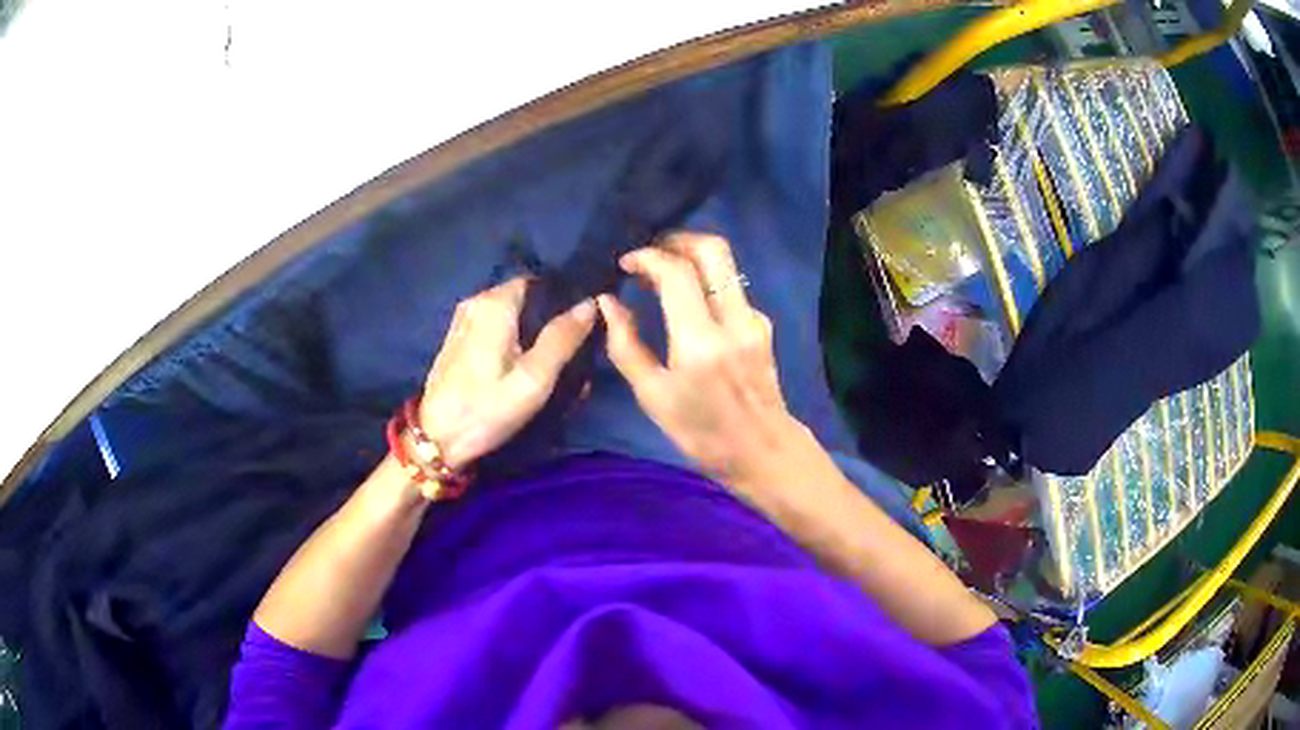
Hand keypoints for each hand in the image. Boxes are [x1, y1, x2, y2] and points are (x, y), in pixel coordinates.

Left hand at [419, 276, 596, 468]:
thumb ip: (562, 338)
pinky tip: (526, 365)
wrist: (438, 438)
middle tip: (575, 349)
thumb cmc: (487, 408)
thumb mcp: (534, 379)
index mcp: (494, 302)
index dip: (565, 297)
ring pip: (512, 313)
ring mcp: (464, 319)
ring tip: (555, 361)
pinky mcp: (459, 339)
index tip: (586, 322)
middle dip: (551, 318)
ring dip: (534, 332)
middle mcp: (477, 301)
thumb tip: (590, 303)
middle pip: (526, 297)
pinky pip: (497, 327)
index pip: (541, 281)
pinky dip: (515, 339)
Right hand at [597, 233, 827, 497]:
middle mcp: (733, 320)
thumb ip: (626, 344)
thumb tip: (608, 302)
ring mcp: (754, 318)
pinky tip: (687, 301)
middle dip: (677, 239)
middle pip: (713, 249)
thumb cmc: (701, 432)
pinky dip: (705, 281)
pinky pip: (731, 286)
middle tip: (649, 252)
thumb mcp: (652, 396)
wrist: (762, 451)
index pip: (676, 272)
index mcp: (700, 342)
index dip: (647, 257)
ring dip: (691, 257)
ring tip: (661, 273)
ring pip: (725, 264)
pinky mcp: (762, 324)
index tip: (626, 264)